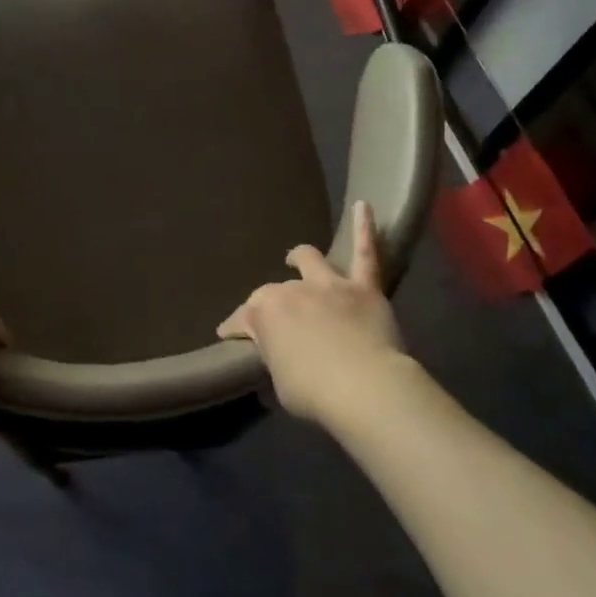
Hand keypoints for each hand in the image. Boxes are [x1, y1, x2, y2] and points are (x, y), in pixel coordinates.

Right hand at [217, 202, 409, 424]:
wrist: (364, 387)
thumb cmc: (314, 392)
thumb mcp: (280, 383)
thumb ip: (277, 360)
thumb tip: (281, 357)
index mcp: (264, 314)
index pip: (241, 321)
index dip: (234, 330)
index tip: (229, 337)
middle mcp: (291, 291)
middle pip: (275, 293)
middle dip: (272, 304)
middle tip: (276, 319)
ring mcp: (328, 286)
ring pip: (311, 261)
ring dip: (301, 258)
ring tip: (296, 257)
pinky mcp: (363, 288)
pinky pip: (366, 253)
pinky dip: (364, 228)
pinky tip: (364, 205)